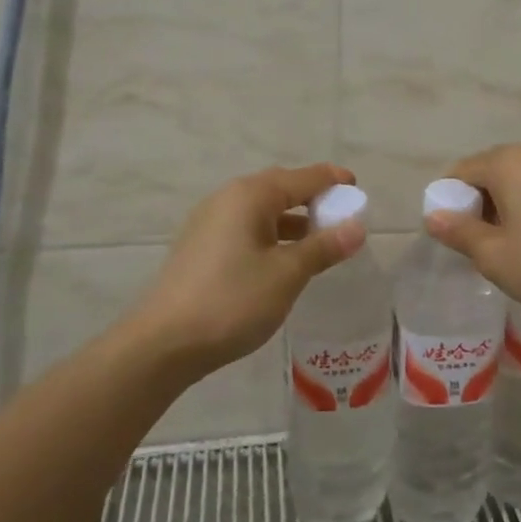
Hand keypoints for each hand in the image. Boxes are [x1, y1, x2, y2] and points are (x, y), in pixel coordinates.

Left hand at [134, 163, 365, 375]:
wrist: (163, 343)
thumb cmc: (232, 301)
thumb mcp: (287, 274)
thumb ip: (324, 247)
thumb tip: (357, 226)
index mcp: (250, 196)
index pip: (302, 177)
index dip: (332, 181)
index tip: (357, 188)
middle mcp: (227, 199)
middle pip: (279, 188)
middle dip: (312, 198)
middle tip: (340, 216)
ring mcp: (209, 222)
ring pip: (261, 210)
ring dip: (292, 220)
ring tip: (318, 241)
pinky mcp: (200, 246)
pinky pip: (245, 227)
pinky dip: (271, 234)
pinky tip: (282, 259)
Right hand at [425, 145, 520, 318]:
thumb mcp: (494, 256)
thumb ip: (460, 232)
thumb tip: (433, 217)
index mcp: (507, 163)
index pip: (461, 172)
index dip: (448, 202)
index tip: (450, 236)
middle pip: (490, 173)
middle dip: (477, 205)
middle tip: (477, 246)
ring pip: (519, 183)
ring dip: (505, 209)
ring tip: (508, 248)